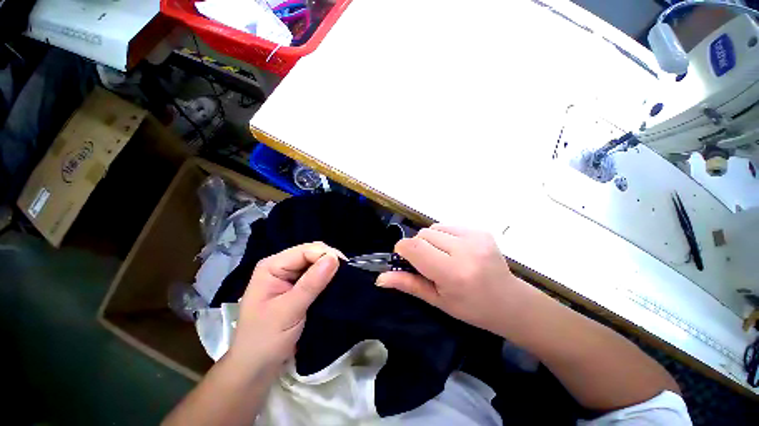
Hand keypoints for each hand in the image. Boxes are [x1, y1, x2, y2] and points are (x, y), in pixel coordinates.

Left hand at [229, 242, 342, 371]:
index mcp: (272, 266)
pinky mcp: (297, 287)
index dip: (325, 255)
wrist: (256, 369)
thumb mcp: (289, 310)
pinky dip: (328, 278)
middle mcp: (281, 266)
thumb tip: (334, 258)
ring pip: (316, 263)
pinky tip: (336, 283)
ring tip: (344, 278)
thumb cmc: (265, 340)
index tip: (345, 268)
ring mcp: (289, 277)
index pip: (305, 251)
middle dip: (329, 260)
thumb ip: (311, 283)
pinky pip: (317, 275)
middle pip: (311, 253)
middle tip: (346, 274)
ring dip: (330, 269)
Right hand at [376, 225, 524, 332]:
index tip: (405, 260)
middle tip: (429, 264)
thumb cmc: (471, 308)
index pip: (414, 247)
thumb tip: (379, 278)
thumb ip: (408, 284)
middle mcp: (465, 249)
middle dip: (418, 247)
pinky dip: (444, 236)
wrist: (510, 301)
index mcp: (453, 272)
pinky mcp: (480, 230)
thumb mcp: (437, 300)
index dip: (403, 250)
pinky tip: (455, 250)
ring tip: (444, 257)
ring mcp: (475, 236)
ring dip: (431, 241)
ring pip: (433, 228)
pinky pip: (448, 226)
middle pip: (423, 234)